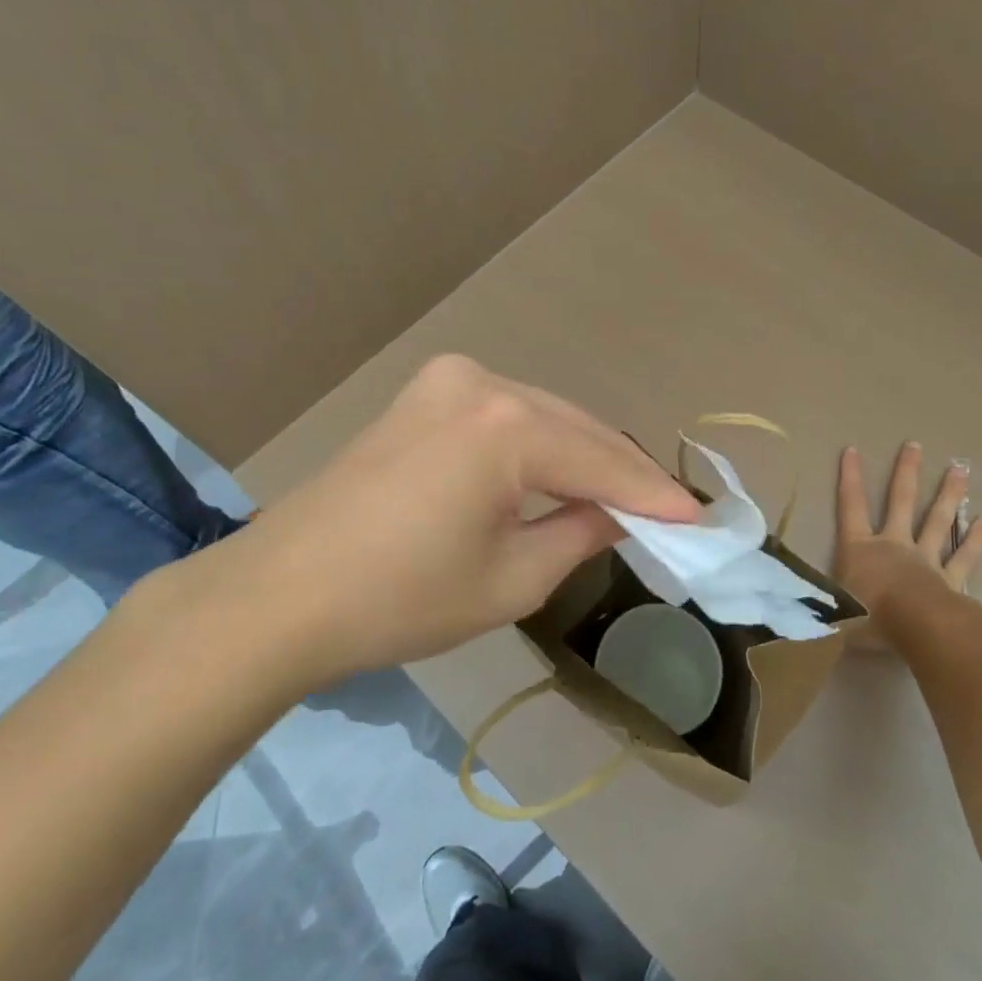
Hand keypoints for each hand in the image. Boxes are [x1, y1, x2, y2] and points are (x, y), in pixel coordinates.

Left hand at [164, 355, 701, 688]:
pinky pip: (506, 415)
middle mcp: (483, 383)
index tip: (701, 520)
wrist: (280, 594)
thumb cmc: (400, 599)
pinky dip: (539, 446)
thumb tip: (618, 514)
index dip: (656, 497)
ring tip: (621, 499)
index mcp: (508, 425)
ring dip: (582, 456)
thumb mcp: (512, 579)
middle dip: (622, 474)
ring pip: (544, 417)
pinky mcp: (424, 394)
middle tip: (666, 514)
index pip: (604, 463)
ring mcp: (448, 381)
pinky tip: (557, 475)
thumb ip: (580, 533)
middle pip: (578, 429)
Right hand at [835, 443, 981, 647]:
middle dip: (906, 473)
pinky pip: (963, 558)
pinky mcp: (950, 581)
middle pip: (900, 502)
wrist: (916, 630)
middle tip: (914, 445)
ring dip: (948, 496)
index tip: (852, 450)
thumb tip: (795, 598)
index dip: (850, 479)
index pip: (851, 506)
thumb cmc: (867, 617)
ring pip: (938, 522)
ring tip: (960, 470)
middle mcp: (893, 545)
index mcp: (860, 548)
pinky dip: (974, 542)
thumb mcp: (832, 608)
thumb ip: (821, 597)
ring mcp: (925, 560)